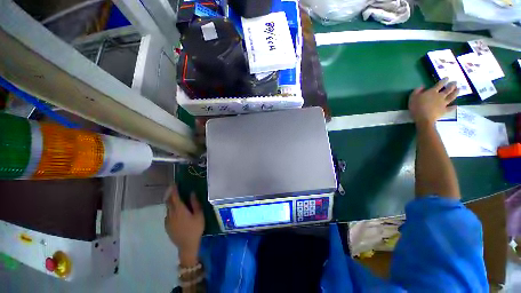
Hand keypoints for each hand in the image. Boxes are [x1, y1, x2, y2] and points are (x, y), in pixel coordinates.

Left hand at [164, 185, 204, 266]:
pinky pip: (168, 215)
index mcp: (180, 210)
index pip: (175, 197)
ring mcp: (168, 221)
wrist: (187, 246)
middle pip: (169, 201)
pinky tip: (176, 212)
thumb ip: (195, 203)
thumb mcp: (199, 215)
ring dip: (171, 202)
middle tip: (174, 189)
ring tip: (176, 199)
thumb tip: (192, 193)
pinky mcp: (167, 226)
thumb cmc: (195, 229)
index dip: (174, 189)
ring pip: (168, 208)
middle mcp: (171, 214)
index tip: (174, 183)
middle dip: (170, 194)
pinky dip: (171, 210)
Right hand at [409, 78, 458, 126]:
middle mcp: (440, 96)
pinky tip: (456, 105)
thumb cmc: (416, 107)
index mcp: (432, 92)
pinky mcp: (444, 110)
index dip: (444, 80)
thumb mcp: (413, 97)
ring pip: (452, 97)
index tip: (447, 78)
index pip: (439, 84)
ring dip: (456, 93)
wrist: (423, 118)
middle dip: (452, 85)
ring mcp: (443, 103)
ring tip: (458, 89)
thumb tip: (422, 86)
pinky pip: (450, 108)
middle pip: (448, 89)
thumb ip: (417, 90)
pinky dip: (453, 107)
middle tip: (455, 82)